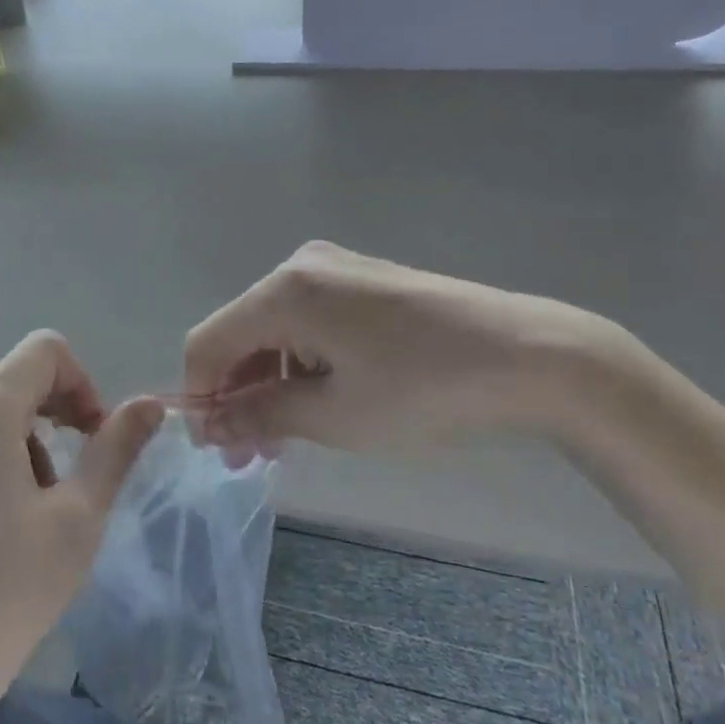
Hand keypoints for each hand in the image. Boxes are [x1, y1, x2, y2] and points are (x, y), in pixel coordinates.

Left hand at [0, 332, 164, 713]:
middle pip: (8, 387)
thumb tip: (151, 404)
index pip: (42, 351)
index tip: (91, 436)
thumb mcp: (77, 521)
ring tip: (15, 520)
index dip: (81, 382)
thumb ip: (116, 449)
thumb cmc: (5, 596)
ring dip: (10, 447)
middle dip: (47, 423)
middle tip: (59, 490)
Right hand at [184, 241, 637, 455]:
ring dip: (267, 383)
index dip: (199, 395)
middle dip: (236, 394)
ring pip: (273, 329)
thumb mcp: (334, 414)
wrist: (525, 356)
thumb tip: (210, 425)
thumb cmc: (422, 388)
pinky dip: (298, 362)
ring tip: (281, 440)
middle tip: (249, 456)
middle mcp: (299, 267)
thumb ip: (260, 415)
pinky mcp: (360, 281)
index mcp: (285, 291)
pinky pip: (306, 321)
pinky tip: (313, 402)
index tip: (212, 448)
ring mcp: (333, 269)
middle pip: (240, 333)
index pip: (209, 341)